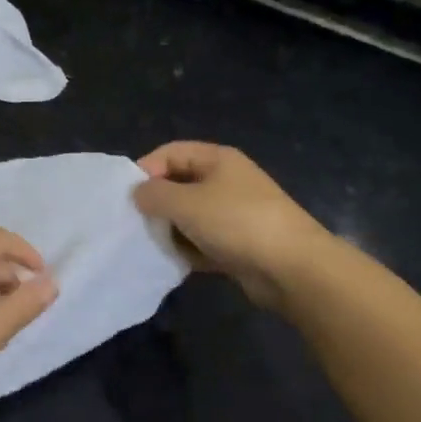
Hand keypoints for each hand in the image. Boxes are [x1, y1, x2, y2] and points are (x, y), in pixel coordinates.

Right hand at [133, 142, 338, 309]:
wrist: (294, 269)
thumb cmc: (237, 222)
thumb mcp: (186, 203)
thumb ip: (153, 194)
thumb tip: (137, 194)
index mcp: (217, 159)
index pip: (170, 152)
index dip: (145, 169)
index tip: (126, 195)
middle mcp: (226, 181)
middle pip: (179, 184)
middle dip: (156, 202)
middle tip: (134, 222)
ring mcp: (234, 213)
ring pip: (189, 216)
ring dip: (170, 229)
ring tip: (151, 244)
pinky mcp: (238, 244)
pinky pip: (203, 241)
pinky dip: (188, 250)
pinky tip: (173, 262)